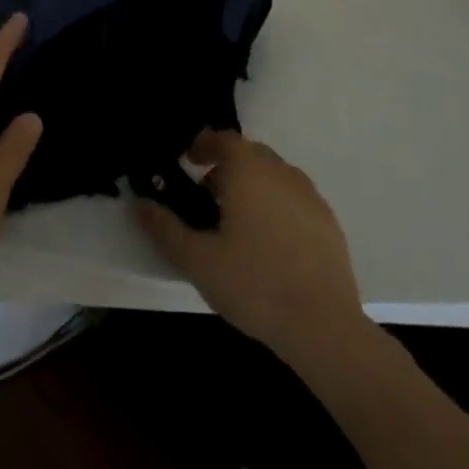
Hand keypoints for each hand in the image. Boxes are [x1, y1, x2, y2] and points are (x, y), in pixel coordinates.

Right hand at [135, 129, 366, 360]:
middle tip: (208, 197)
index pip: (223, 139)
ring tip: (237, 222)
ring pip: (274, 175)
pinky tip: (270, 243)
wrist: (325, 329)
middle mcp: (281, 172)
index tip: (188, 162)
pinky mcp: (329, 223)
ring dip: (253, 185)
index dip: (202, 145)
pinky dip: (277, 205)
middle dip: (226, 167)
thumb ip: (164, 228)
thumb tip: (139, 205)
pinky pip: (295, 198)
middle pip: (249, 154)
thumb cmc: (255, 285)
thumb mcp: (198, 260)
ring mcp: (310, 196)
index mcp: (248, 171)